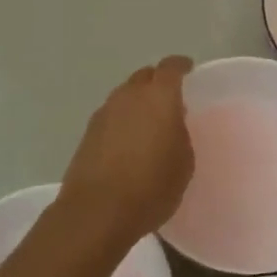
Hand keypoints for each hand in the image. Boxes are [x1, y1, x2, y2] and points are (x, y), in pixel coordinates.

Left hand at [59, 56, 194, 243]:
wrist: (98, 211)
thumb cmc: (152, 187)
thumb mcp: (184, 163)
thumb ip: (180, 134)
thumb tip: (171, 125)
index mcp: (159, 97)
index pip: (171, 68)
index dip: (181, 66)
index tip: (188, 69)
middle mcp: (129, 96)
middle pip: (144, 76)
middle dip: (157, 81)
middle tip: (170, 99)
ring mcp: (104, 113)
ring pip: (125, 95)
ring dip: (137, 102)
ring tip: (149, 122)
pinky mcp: (88, 133)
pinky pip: (111, 115)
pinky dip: (122, 120)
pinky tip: (128, 140)